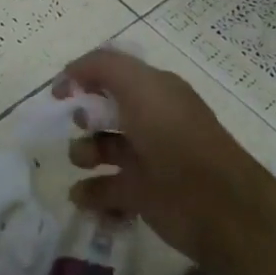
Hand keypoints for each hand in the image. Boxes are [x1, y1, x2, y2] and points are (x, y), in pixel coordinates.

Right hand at [58, 48, 275, 269]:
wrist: (215, 206)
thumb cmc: (176, 139)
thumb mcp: (141, 88)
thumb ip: (104, 68)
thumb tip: (71, 75)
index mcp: (155, 92)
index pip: (113, 74)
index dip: (84, 78)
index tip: (60, 94)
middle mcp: (150, 122)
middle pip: (104, 113)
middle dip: (84, 118)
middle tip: (82, 127)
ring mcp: (145, 160)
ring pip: (100, 151)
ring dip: (83, 154)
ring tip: (85, 163)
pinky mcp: (141, 196)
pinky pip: (104, 191)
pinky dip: (90, 194)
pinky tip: (84, 197)